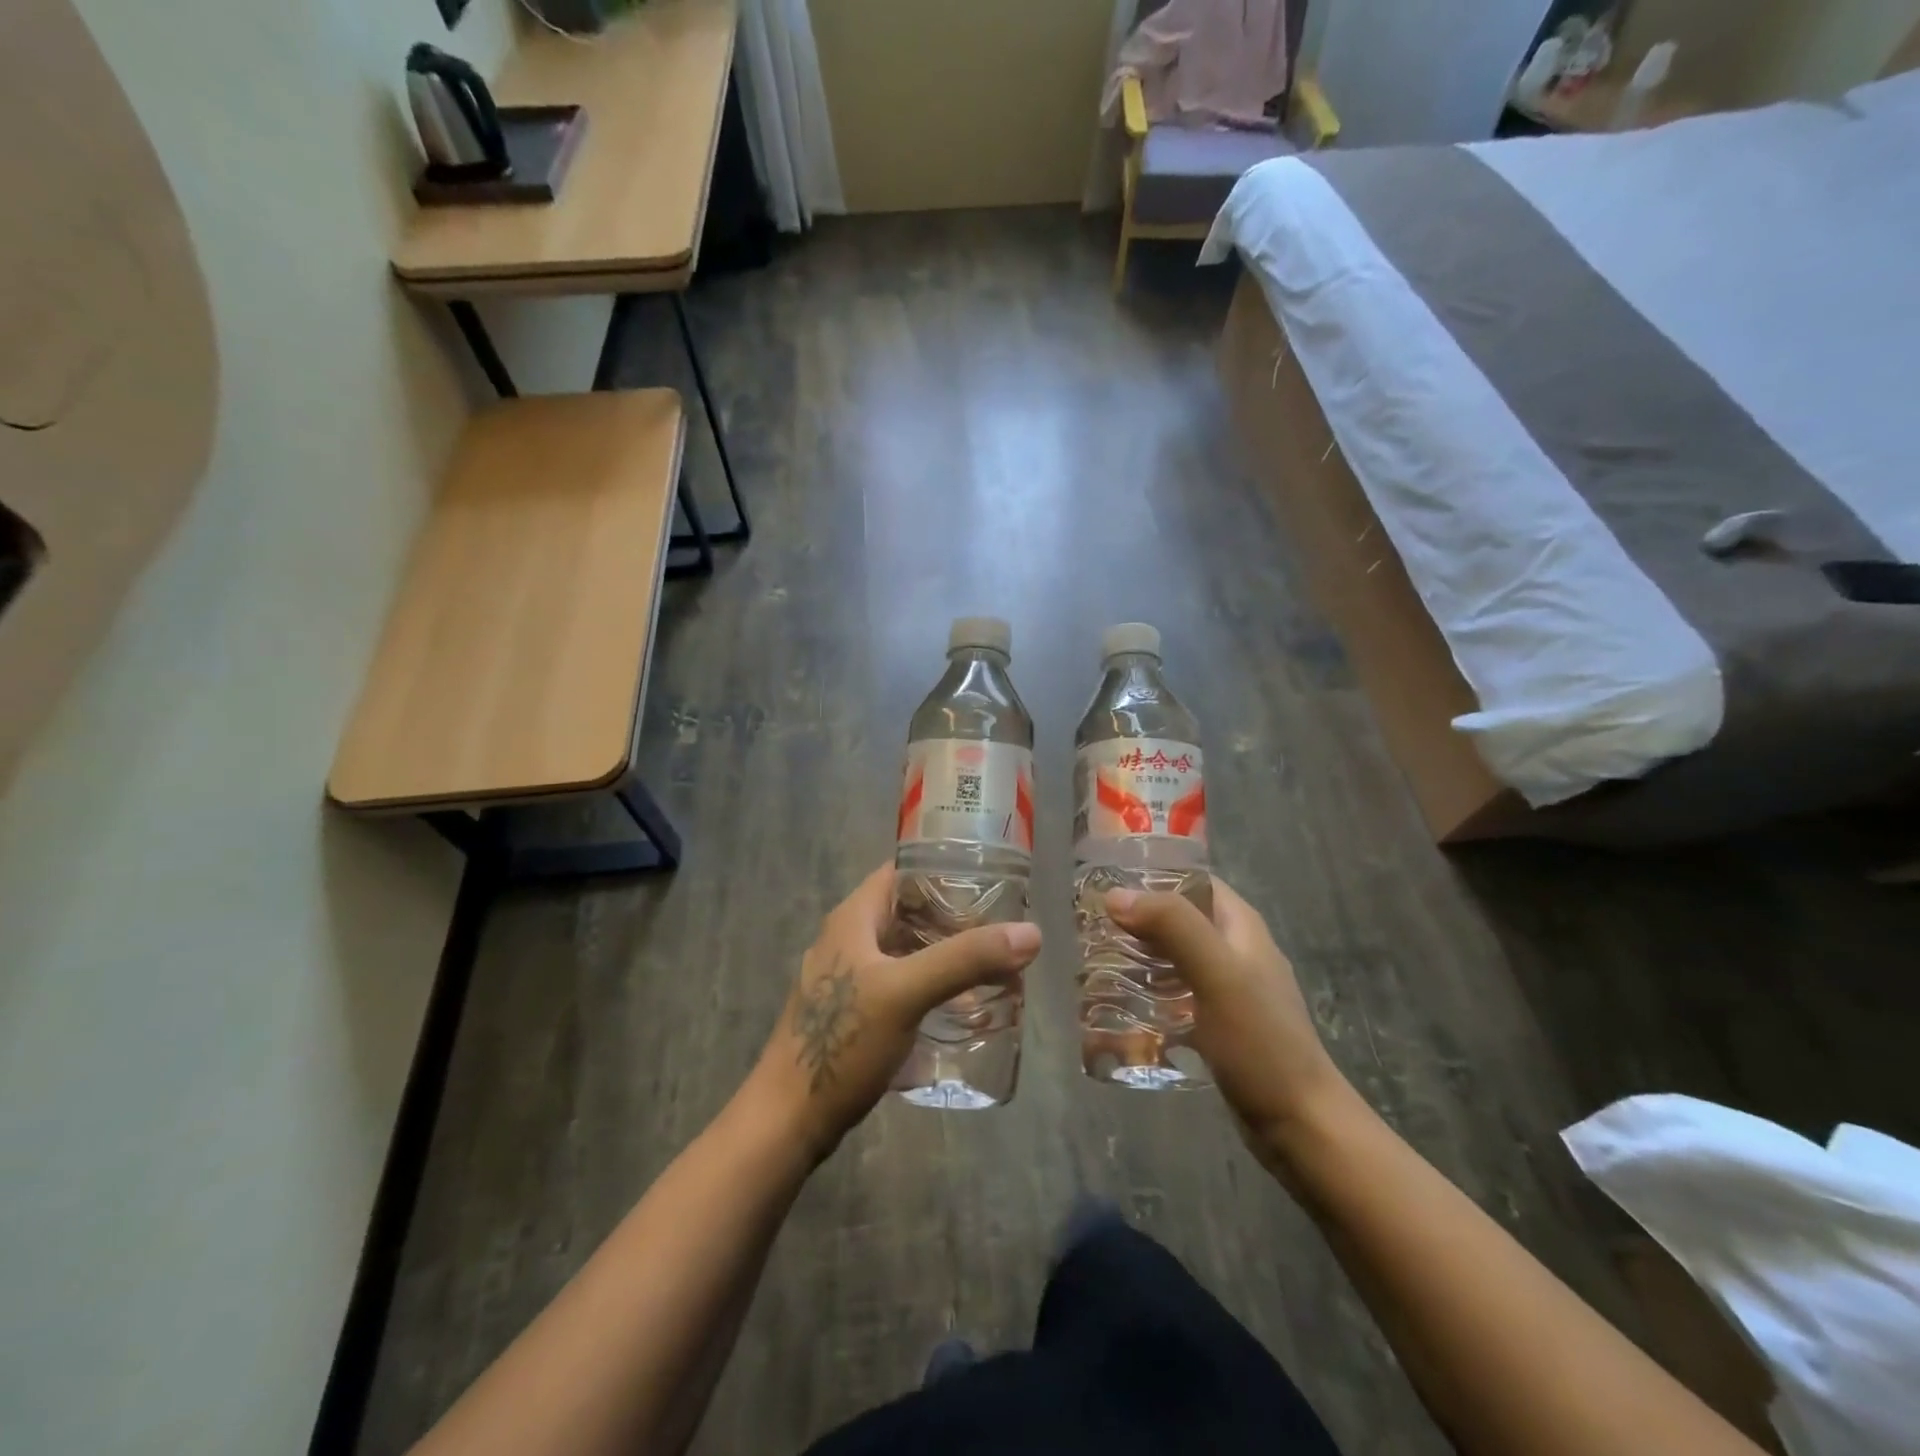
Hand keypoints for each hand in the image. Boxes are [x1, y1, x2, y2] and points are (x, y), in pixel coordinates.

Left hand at [748, 864, 1042, 1160]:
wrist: (789, 1119)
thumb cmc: (842, 1042)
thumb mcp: (906, 992)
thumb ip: (965, 960)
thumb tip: (1031, 933)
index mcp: (853, 918)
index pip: (902, 871)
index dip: (943, 868)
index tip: (991, 880)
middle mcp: (849, 939)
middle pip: (909, 912)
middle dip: (955, 917)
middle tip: (1002, 928)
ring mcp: (849, 978)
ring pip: (907, 951)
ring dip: (946, 955)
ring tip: (992, 966)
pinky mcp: (854, 1013)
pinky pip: (901, 984)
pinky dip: (932, 986)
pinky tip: (961, 1007)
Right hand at [1106, 880, 1352, 1160]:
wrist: (1299, 1125)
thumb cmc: (1260, 1042)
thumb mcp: (1217, 974)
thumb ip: (1173, 926)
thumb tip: (1116, 895)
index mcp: (1241, 926)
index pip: (1192, 880)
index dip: (1151, 875)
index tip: (1104, 882)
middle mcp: (1234, 949)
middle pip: (1177, 918)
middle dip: (1135, 919)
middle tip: (1088, 927)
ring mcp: (1226, 988)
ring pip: (1172, 957)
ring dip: (1137, 956)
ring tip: (1092, 962)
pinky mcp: (1216, 1023)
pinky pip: (1174, 994)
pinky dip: (1147, 992)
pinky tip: (1118, 1006)